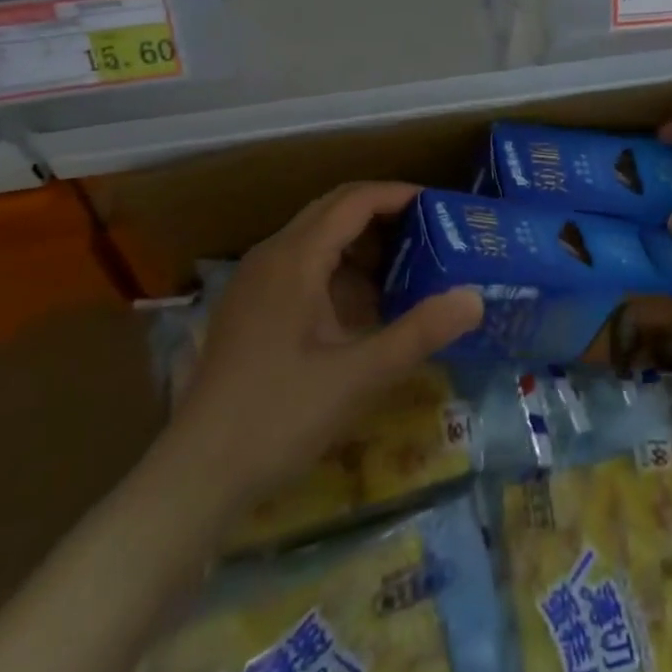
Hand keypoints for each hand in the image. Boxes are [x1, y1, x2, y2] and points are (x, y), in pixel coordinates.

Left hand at [165, 182, 483, 507]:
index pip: (354, 200)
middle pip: (333, 210)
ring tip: (406, 268)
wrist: (195, 476)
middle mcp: (271, 256)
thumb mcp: (358, 376)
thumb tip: (476, 297)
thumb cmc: (278, 417)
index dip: (399, 195)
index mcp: (295, 258)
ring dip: (361, 243)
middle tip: (431, 233)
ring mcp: (255, 282)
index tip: (441, 207)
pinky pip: (301, 265)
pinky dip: (338, 269)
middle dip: (383, 214)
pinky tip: (362, 306)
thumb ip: (419, 332)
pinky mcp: (250, 308)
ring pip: (316, 237)